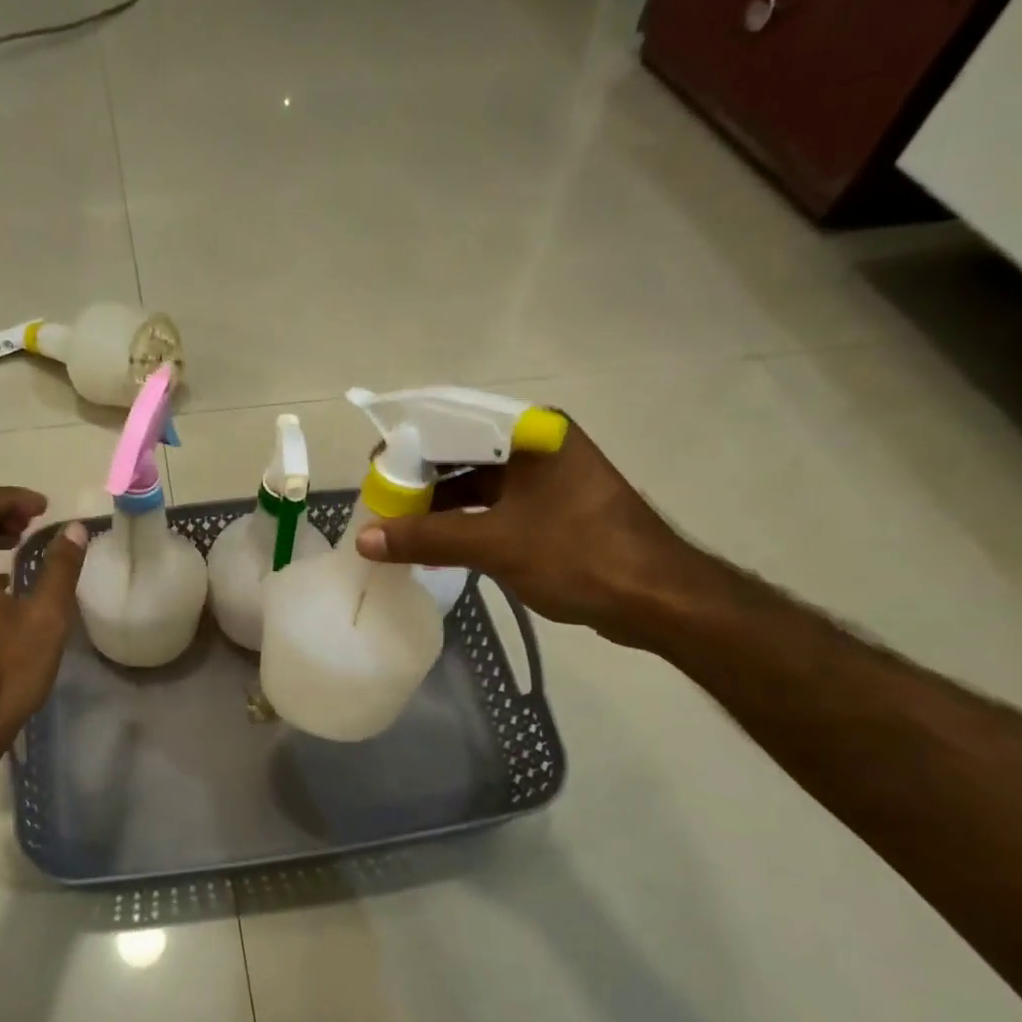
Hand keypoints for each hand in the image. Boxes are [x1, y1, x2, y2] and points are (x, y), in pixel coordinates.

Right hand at [355, 418, 696, 644]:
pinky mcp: (549, 510)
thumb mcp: (496, 543)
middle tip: (381, 503)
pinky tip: (434, 542)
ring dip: (438, 505)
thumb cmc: (578, 554)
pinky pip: (492, 507)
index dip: (408, 445)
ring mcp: (545, 480)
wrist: (656, 598)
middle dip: (419, 479)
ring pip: (476, 484)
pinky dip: (461, 522)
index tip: (374, 470)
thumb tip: (366, 539)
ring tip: (398, 527)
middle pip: (462, 453)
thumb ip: (427, 538)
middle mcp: (537, 446)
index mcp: (530, 432)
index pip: (453, 423)